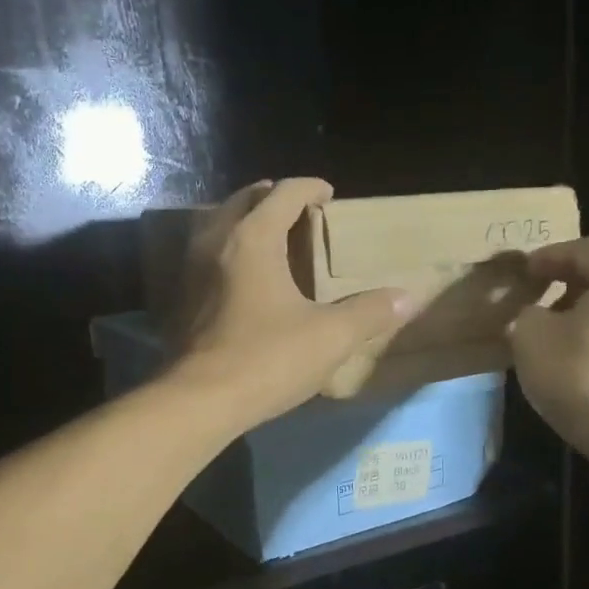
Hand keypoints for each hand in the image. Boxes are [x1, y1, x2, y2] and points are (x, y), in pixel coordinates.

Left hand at [172, 179, 415, 427]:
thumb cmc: (267, 359)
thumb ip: (369, 312)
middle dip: (272, 196)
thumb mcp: (330, 336)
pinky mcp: (182, 297)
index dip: (309, 187)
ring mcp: (193, 269)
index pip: (283, 193)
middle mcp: (217, 242)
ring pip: (219, 224)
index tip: (329, 194)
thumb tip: (406, 298)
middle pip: (244, 200)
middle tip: (299, 209)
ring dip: (245, 219)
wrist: (200, 400)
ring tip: (271, 235)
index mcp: (253, 238)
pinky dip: (229, 248)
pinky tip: (244, 276)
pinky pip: (207, 254)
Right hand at [508, 238, 588, 455]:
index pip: (583, 249)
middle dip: (571, 286)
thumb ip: (529, 314)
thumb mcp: (531, 336)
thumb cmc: (584, 374)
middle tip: (540, 300)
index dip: (547, 258)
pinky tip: (585, 363)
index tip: (523, 271)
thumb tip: (538, 317)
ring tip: (559, 335)